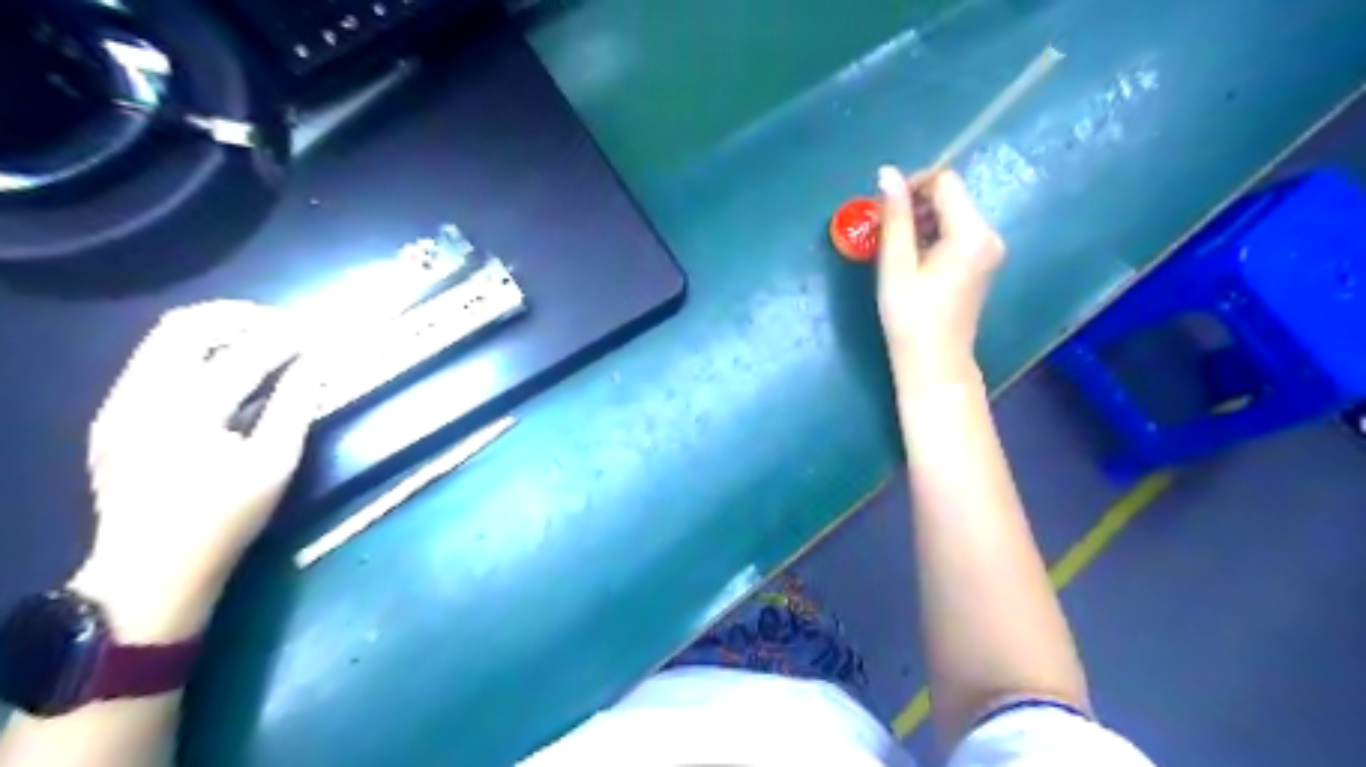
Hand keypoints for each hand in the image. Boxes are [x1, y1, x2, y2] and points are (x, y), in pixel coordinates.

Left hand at [69, 301, 315, 640]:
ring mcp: (118, 405)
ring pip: (164, 339)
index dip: (288, 338)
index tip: (320, 334)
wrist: (150, 572)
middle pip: (187, 325)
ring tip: (262, 344)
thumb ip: (295, 406)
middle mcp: (142, 395)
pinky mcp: (112, 417)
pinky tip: (226, 375)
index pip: (245, 353)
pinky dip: (195, 355)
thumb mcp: (274, 465)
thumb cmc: (225, 520)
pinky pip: (153, 363)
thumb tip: (316, 363)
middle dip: (242, 317)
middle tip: (285, 328)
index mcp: (186, 411)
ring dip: (217, 332)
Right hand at [874, 165, 999, 390]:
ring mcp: (989, 249)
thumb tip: (886, 172)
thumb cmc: (910, 316)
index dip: (912, 185)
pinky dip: (931, 235)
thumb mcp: (897, 264)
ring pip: (951, 214)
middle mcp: (989, 234)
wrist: (934, 362)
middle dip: (915, 204)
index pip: (945, 182)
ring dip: (920, 220)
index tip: (883, 208)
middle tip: (883, 228)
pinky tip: (911, 258)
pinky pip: (955, 232)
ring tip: (893, 246)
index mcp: (972, 233)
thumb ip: (895, 216)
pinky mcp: (982, 262)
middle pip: (950, 196)